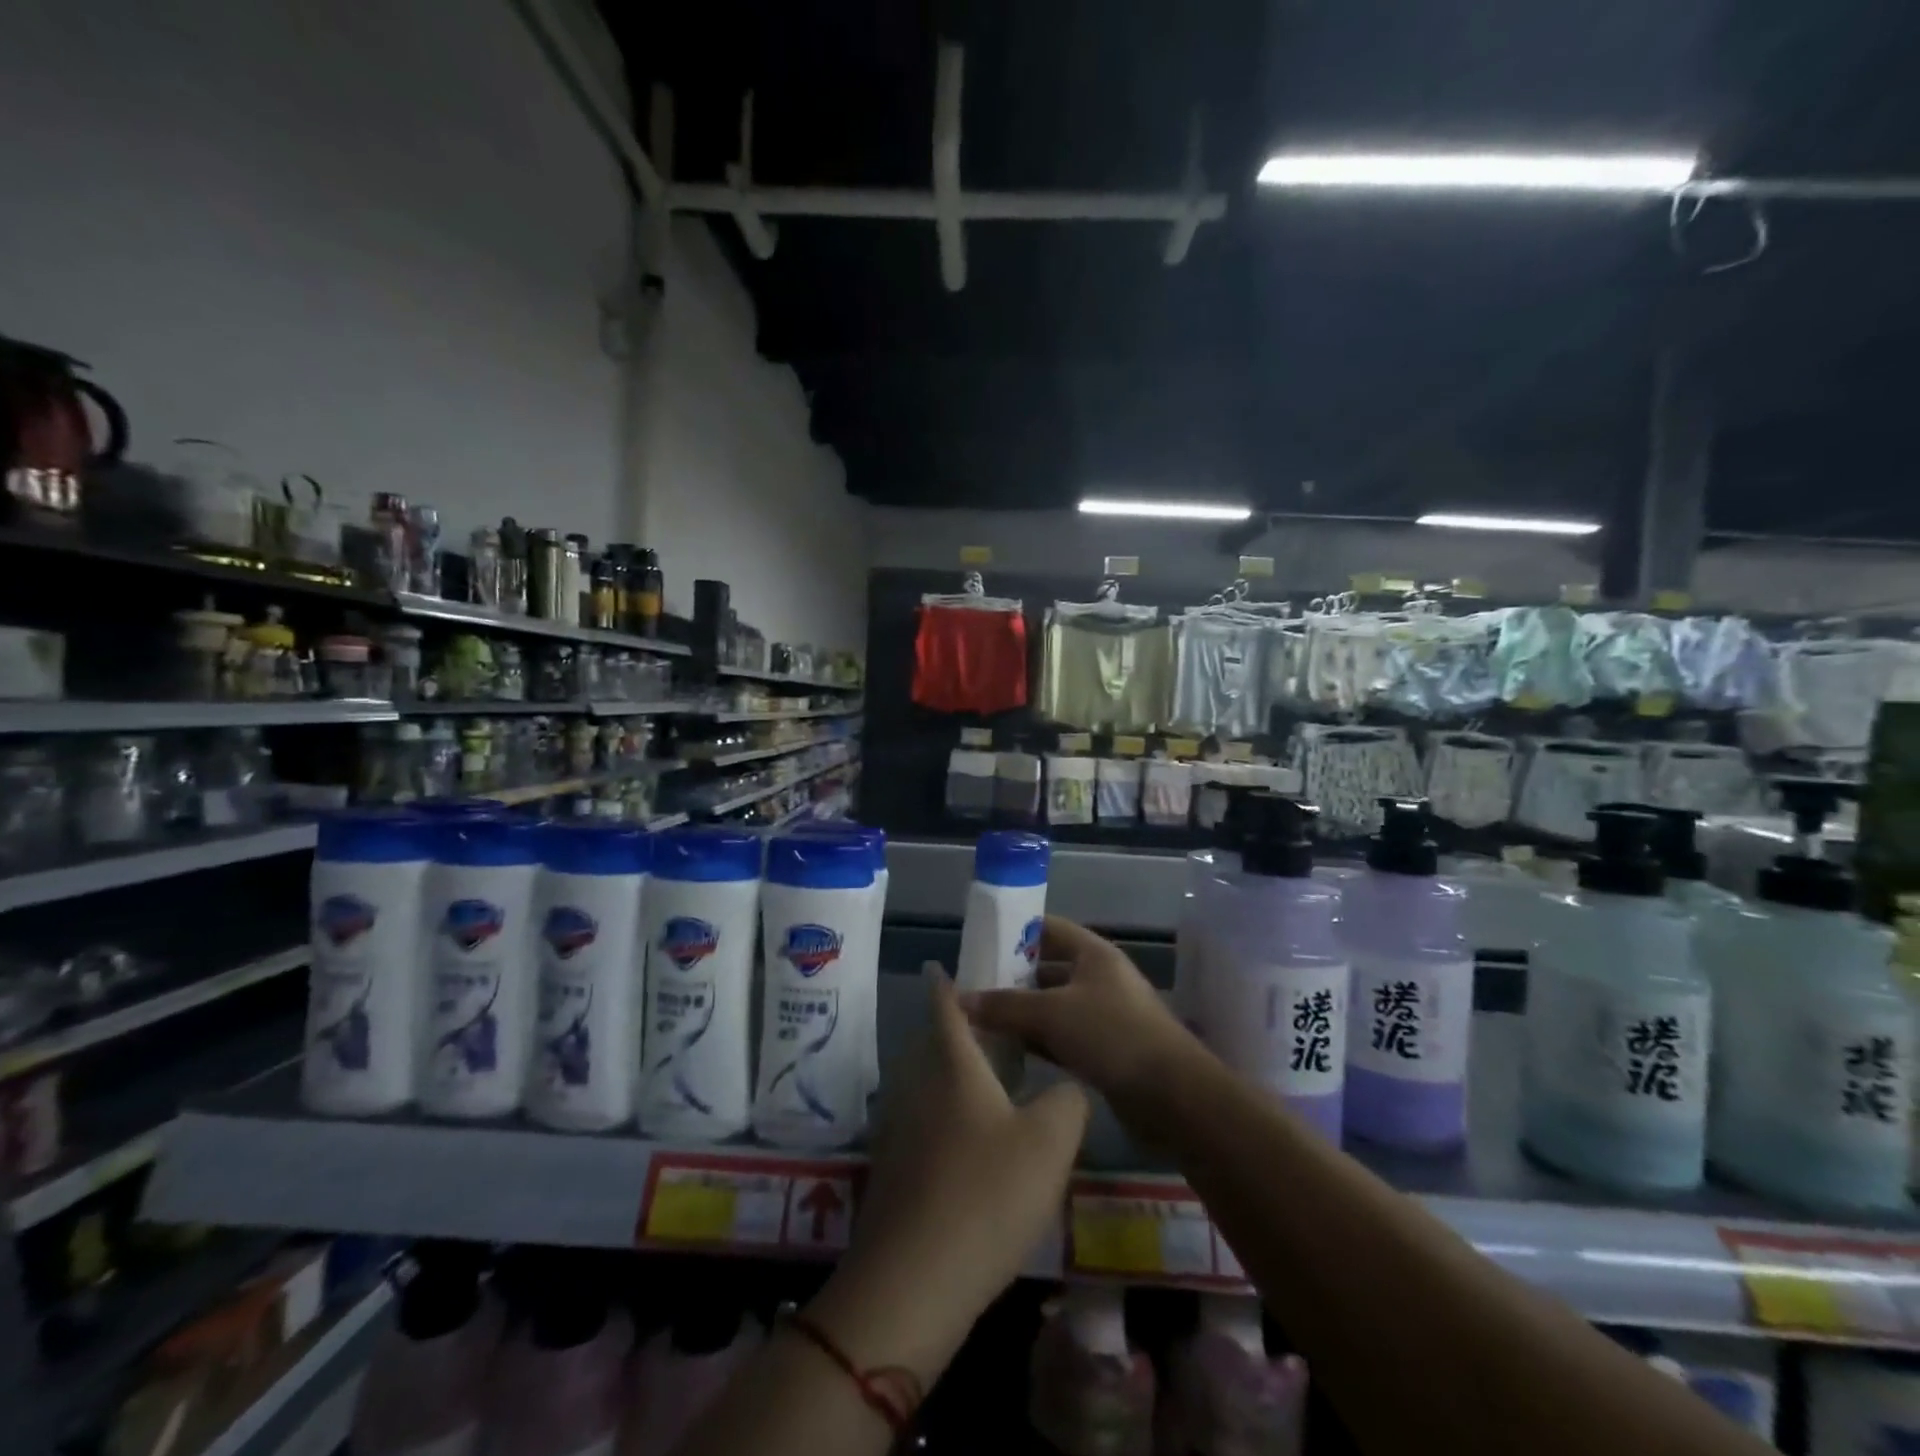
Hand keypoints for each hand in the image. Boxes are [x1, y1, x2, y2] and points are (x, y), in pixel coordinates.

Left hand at [807, 963, 1088, 1385]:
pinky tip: (976, 1152)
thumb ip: (1069, 1099)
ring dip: (956, 1081)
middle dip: (959, 1035)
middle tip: (997, 1034)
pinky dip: (948, 1123)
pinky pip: (926, 1127)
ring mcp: (900, 1131)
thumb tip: (1070, 1085)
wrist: (912, 1281)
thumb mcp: (1050, 1141)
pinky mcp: (895, 1173)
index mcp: (953, 1065)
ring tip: (995, 1090)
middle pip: (935, 1047)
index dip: (945, 983)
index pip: (945, 1006)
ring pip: (930, 1089)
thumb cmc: (986, 1193)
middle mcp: (919, 1087)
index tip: (941, 964)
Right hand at [959, 916, 1196, 1109]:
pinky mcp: (1105, 1050)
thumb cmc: (1113, 1035)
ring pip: (1053, 1007)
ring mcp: (1104, 1015)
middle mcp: (1099, 978)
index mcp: (1094, 954)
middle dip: (1012, 978)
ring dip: (1022, 1014)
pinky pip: (1062, 1037)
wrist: (1173, 1095)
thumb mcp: (1052, 1014)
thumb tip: (959, 1000)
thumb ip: (1004, 1006)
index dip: (1016, 932)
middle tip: (973, 989)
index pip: (1048, 929)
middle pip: (1048, 969)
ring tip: (981, 1021)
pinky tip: (1007, 1052)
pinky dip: (1037, 1041)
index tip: (981, 944)